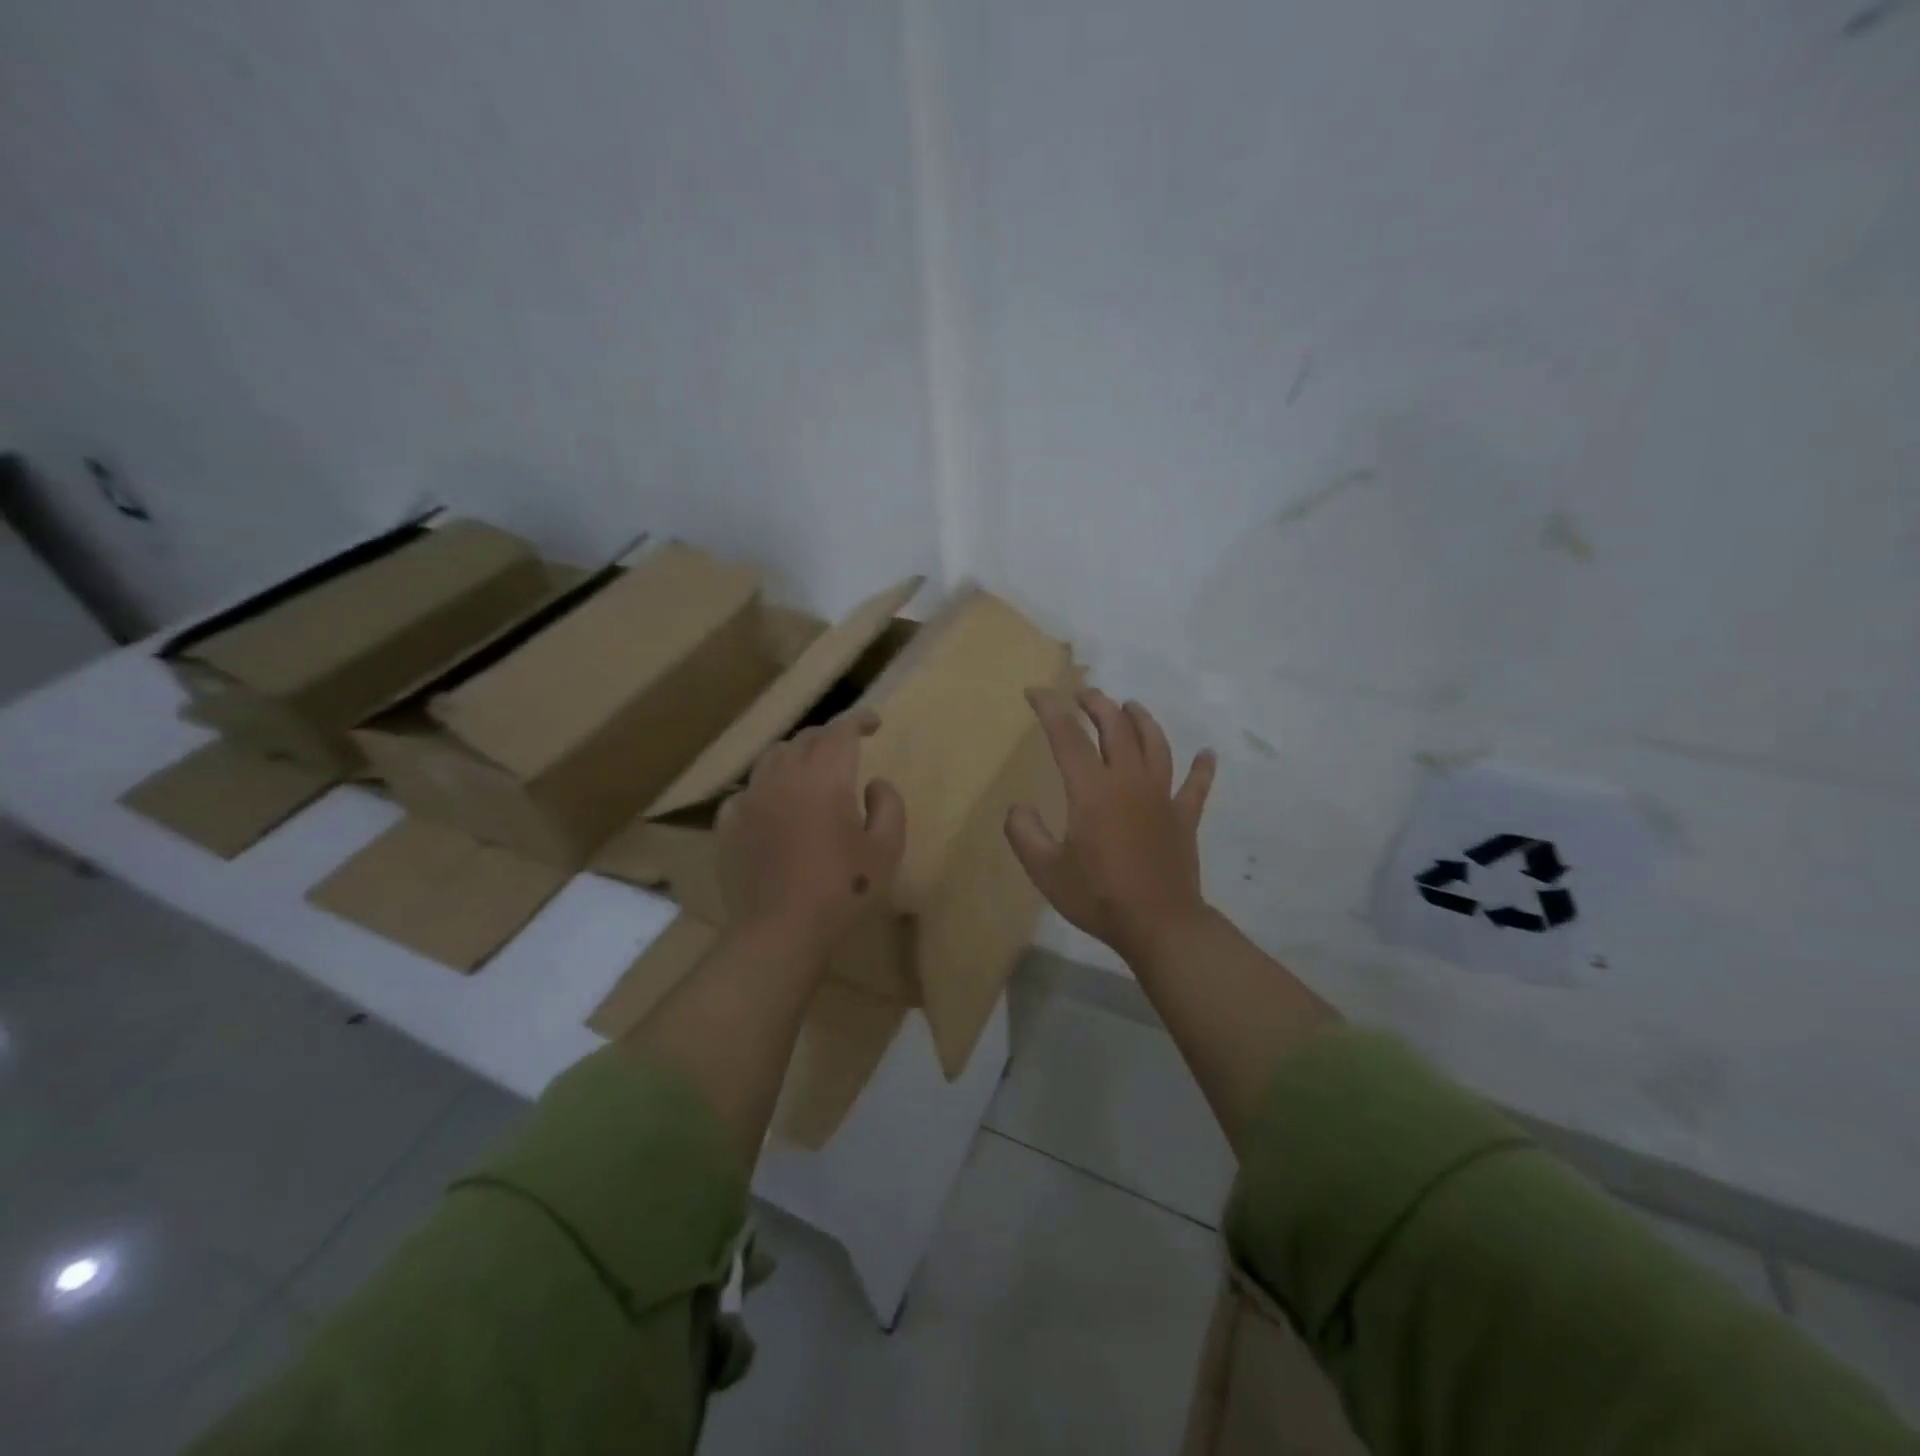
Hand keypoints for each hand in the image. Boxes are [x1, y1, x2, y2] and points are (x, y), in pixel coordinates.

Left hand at [717, 709, 906, 958]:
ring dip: (796, 756)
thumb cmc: (843, 890)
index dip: (858, 719)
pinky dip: (766, 788)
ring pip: (772, 758)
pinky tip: (773, 806)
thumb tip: (874, 783)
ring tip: (810, 772)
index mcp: (825, 777)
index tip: (873, 723)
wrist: (780, 931)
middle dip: (829, 737)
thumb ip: (889, 805)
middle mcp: (784, 776)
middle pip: (805, 739)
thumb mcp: (887, 849)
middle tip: (846, 749)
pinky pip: (747, 791)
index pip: (840, 730)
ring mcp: (750, 799)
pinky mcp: (729, 825)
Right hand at [1005, 688, 1216, 964]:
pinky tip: (1207, 754)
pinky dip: (1202, 768)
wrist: (1159, 925)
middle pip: (1116, 728)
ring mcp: (1162, 797)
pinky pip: (1196, 786)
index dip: (1050, 709)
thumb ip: (1024, 833)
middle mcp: (1129, 781)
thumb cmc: (1098, 897)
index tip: (1036, 692)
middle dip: (1097, 704)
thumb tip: (1018, 807)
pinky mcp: (1184, 818)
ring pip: (1155, 745)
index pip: (1067, 736)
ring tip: (1130, 706)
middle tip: (1084, 694)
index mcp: (1092, 790)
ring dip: (1141, 720)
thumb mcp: (1045, 870)